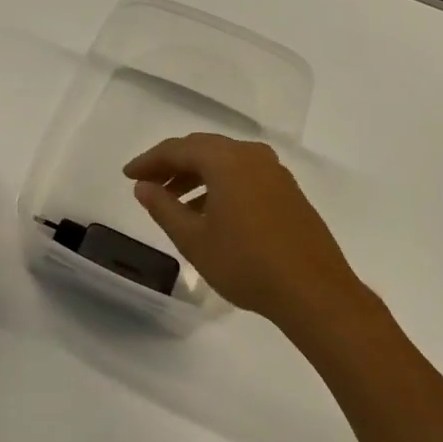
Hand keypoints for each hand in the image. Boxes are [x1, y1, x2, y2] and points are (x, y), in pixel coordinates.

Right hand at [124, 133, 376, 328]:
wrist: (314, 292)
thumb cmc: (245, 262)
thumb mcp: (193, 238)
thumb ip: (163, 207)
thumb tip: (143, 186)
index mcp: (226, 160)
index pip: (177, 149)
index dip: (149, 161)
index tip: (128, 176)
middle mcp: (252, 156)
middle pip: (202, 149)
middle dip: (172, 165)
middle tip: (148, 184)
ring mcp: (275, 173)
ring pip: (225, 163)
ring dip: (195, 177)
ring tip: (174, 203)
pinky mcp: (288, 192)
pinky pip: (244, 176)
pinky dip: (219, 186)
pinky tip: (209, 213)